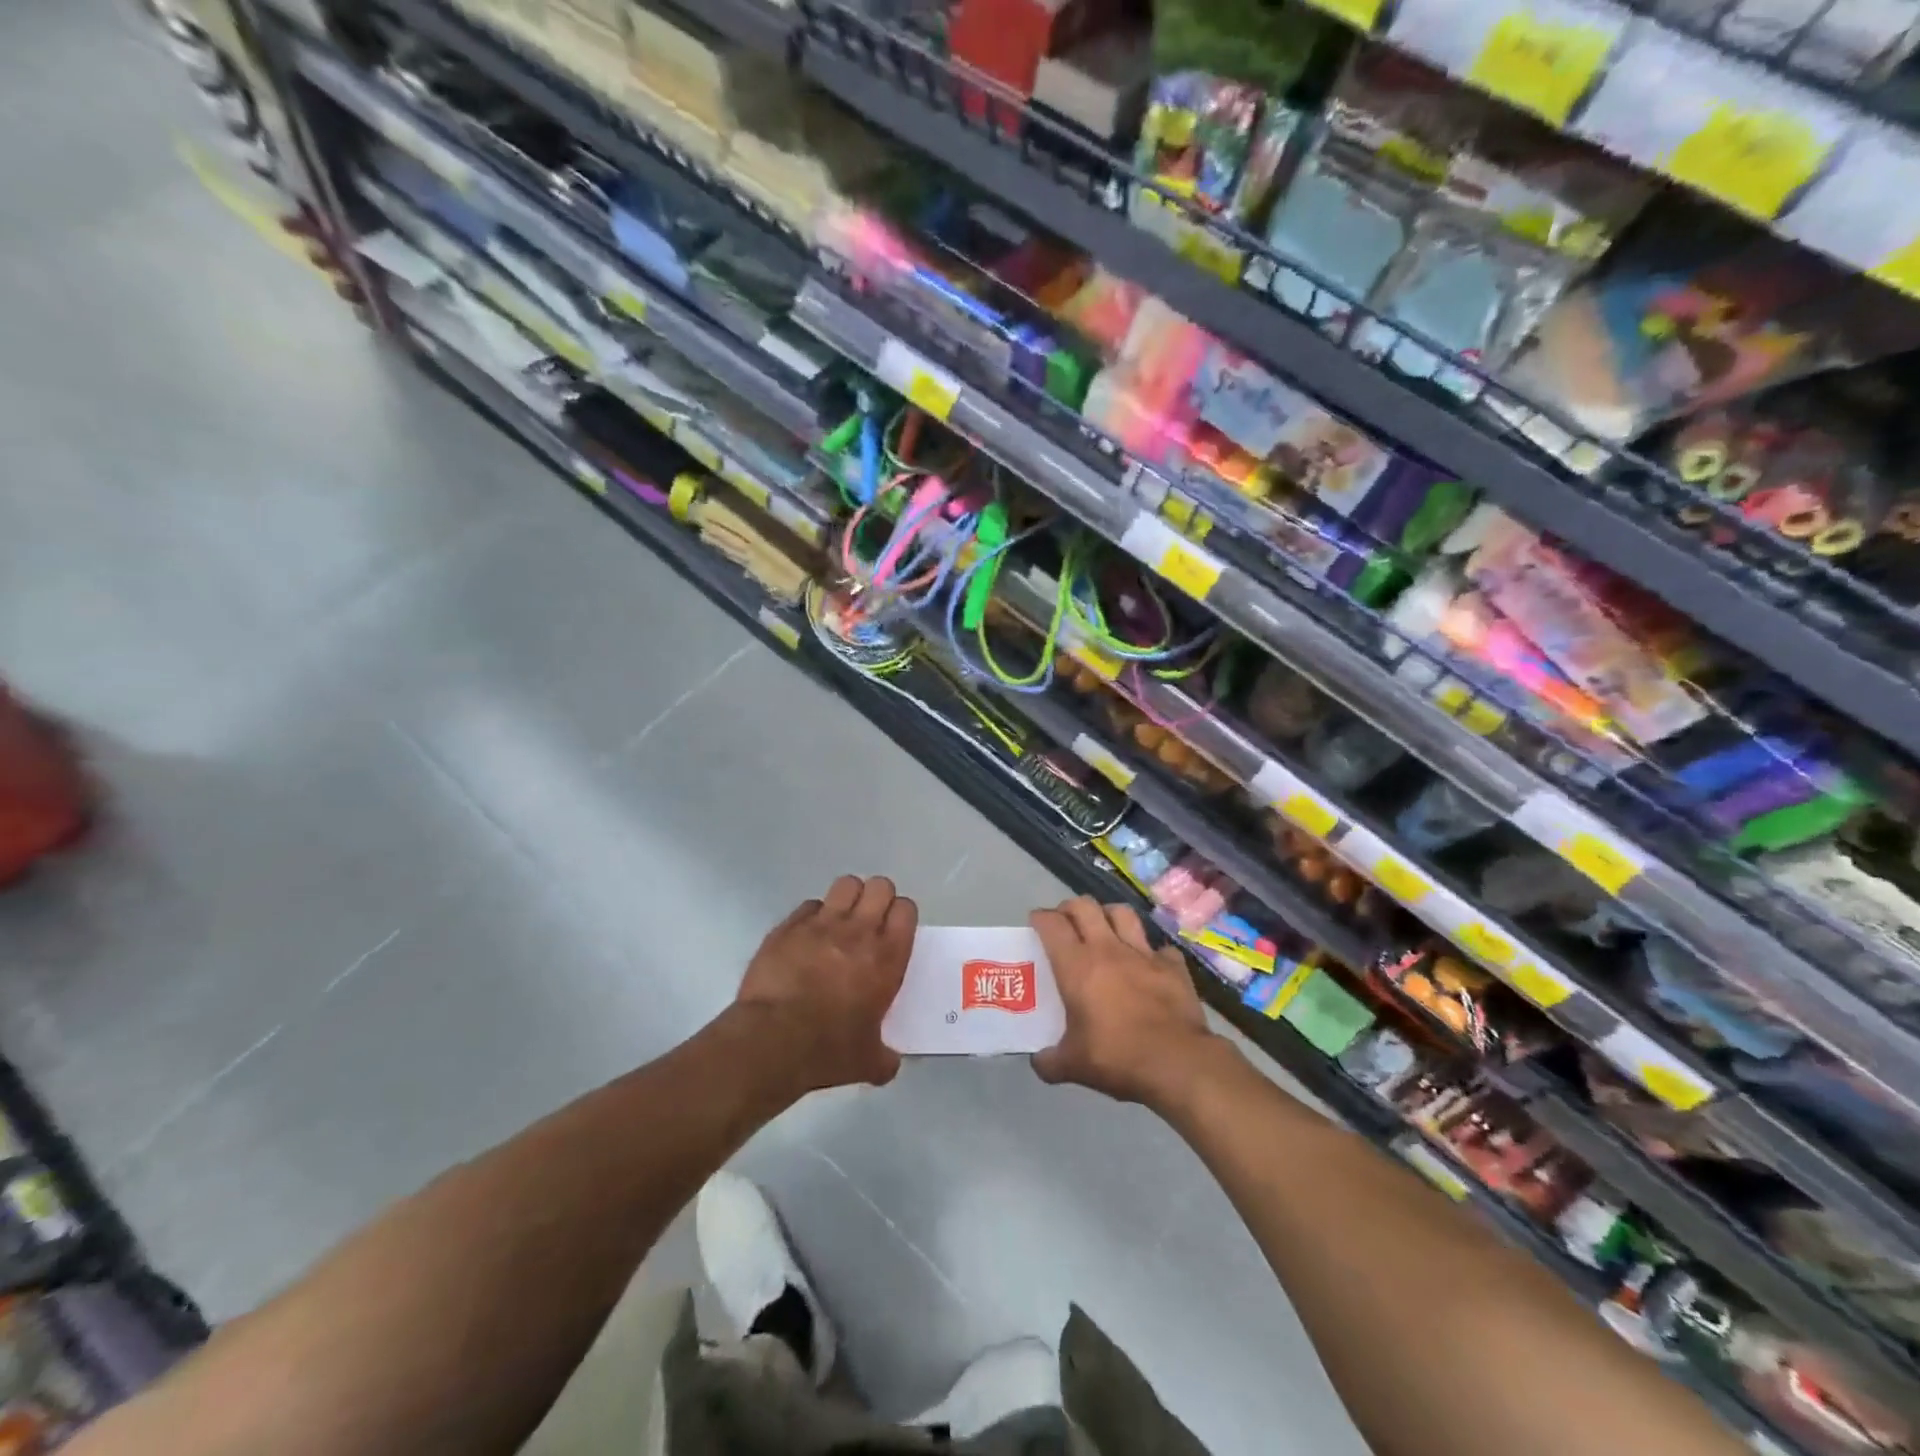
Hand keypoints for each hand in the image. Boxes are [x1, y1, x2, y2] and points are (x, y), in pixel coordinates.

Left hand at [733, 875, 917, 1093]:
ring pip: (846, 884)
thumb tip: (889, 1063)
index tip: (894, 932)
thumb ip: (885, 1056)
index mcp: (887, 957)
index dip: (901, 916)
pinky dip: (813, 916)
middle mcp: (859, 930)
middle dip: (878, 899)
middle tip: (869, 923)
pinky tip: (807, 938)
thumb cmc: (828, 1050)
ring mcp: (821, 923)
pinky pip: (809, 906)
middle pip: (880, 886)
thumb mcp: (868, 1061)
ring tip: (840, 922)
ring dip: (848, 898)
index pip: (906, 909)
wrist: (772, 1041)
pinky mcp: (789, 926)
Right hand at [1030, 897, 1223, 1106]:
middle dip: (1070, 908)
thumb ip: (1049, 1061)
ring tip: (1105, 930)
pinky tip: (1149, 966)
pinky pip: (1160, 948)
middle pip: (1085, 906)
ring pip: (1122, 913)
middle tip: (1066, 924)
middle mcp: (1108, 949)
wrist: (1177, 1063)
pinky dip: (1152, 953)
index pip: (1052, 924)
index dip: (1040, 918)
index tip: (1036, 924)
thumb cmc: (1117, 1057)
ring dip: (1109, 916)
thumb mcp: (1072, 1066)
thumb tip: (1039, 1061)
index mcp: (1077, 965)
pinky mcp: (1173, 966)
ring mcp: (1144, 953)